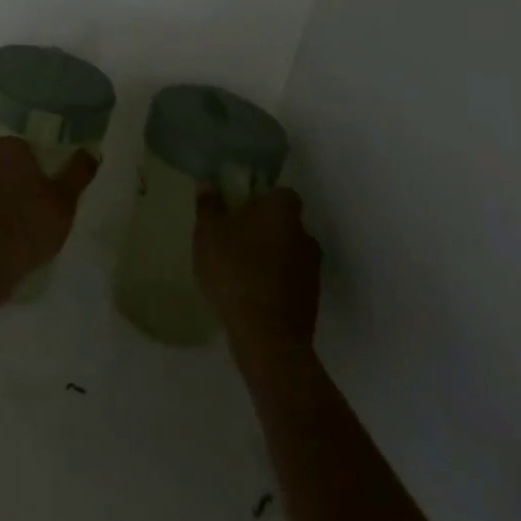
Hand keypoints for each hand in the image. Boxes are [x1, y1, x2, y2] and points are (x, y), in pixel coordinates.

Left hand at [0, 137, 98, 296]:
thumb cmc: (28, 227)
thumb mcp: (64, 202)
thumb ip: (78, 172)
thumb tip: (90, 152)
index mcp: (10, 146)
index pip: (32, 148)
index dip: (45, 169)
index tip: (53, 191)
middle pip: (12, 162)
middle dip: (24, 179)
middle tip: (41, 207)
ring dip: (7, 193)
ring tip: (23, 222)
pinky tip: (4, 230)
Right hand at [195, 187, 321, 343]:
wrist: (268, 337)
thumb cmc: (235, 272)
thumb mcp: (208, 234)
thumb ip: (209, 205)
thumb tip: (209, 183)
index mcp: (283, 213)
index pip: (280, 193)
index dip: (261, 197)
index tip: (240, 207)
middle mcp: (305, 235)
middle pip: (285, 222)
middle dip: (263, 226)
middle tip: (235, 236)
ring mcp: (312, 269)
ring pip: (288, 250)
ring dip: (270, 254)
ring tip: (240, 267)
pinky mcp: (311, 299)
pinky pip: (290, 277)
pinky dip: (275, 279)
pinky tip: (251, 291)